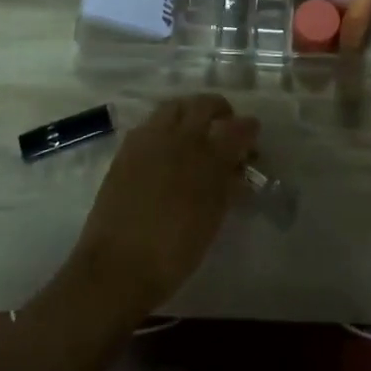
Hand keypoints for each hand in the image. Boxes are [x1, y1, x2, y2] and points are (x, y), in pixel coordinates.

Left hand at [68, 95, 259, 313]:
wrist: (118, 266)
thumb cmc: (174, 251)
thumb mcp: (213, 219)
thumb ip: (228, 187)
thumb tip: (237, 171)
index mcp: (208, 157)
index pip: (238, 128)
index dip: (249, 129)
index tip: (252, 138)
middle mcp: (180, 138)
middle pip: (204, 104)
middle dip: (220, 110)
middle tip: (225, 126)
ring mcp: (149, 139)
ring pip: (175, 107)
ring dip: (190, 112)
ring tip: (195, 132)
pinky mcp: (126, 149)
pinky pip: (151, 124)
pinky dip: (165, 126)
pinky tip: (167, 147)